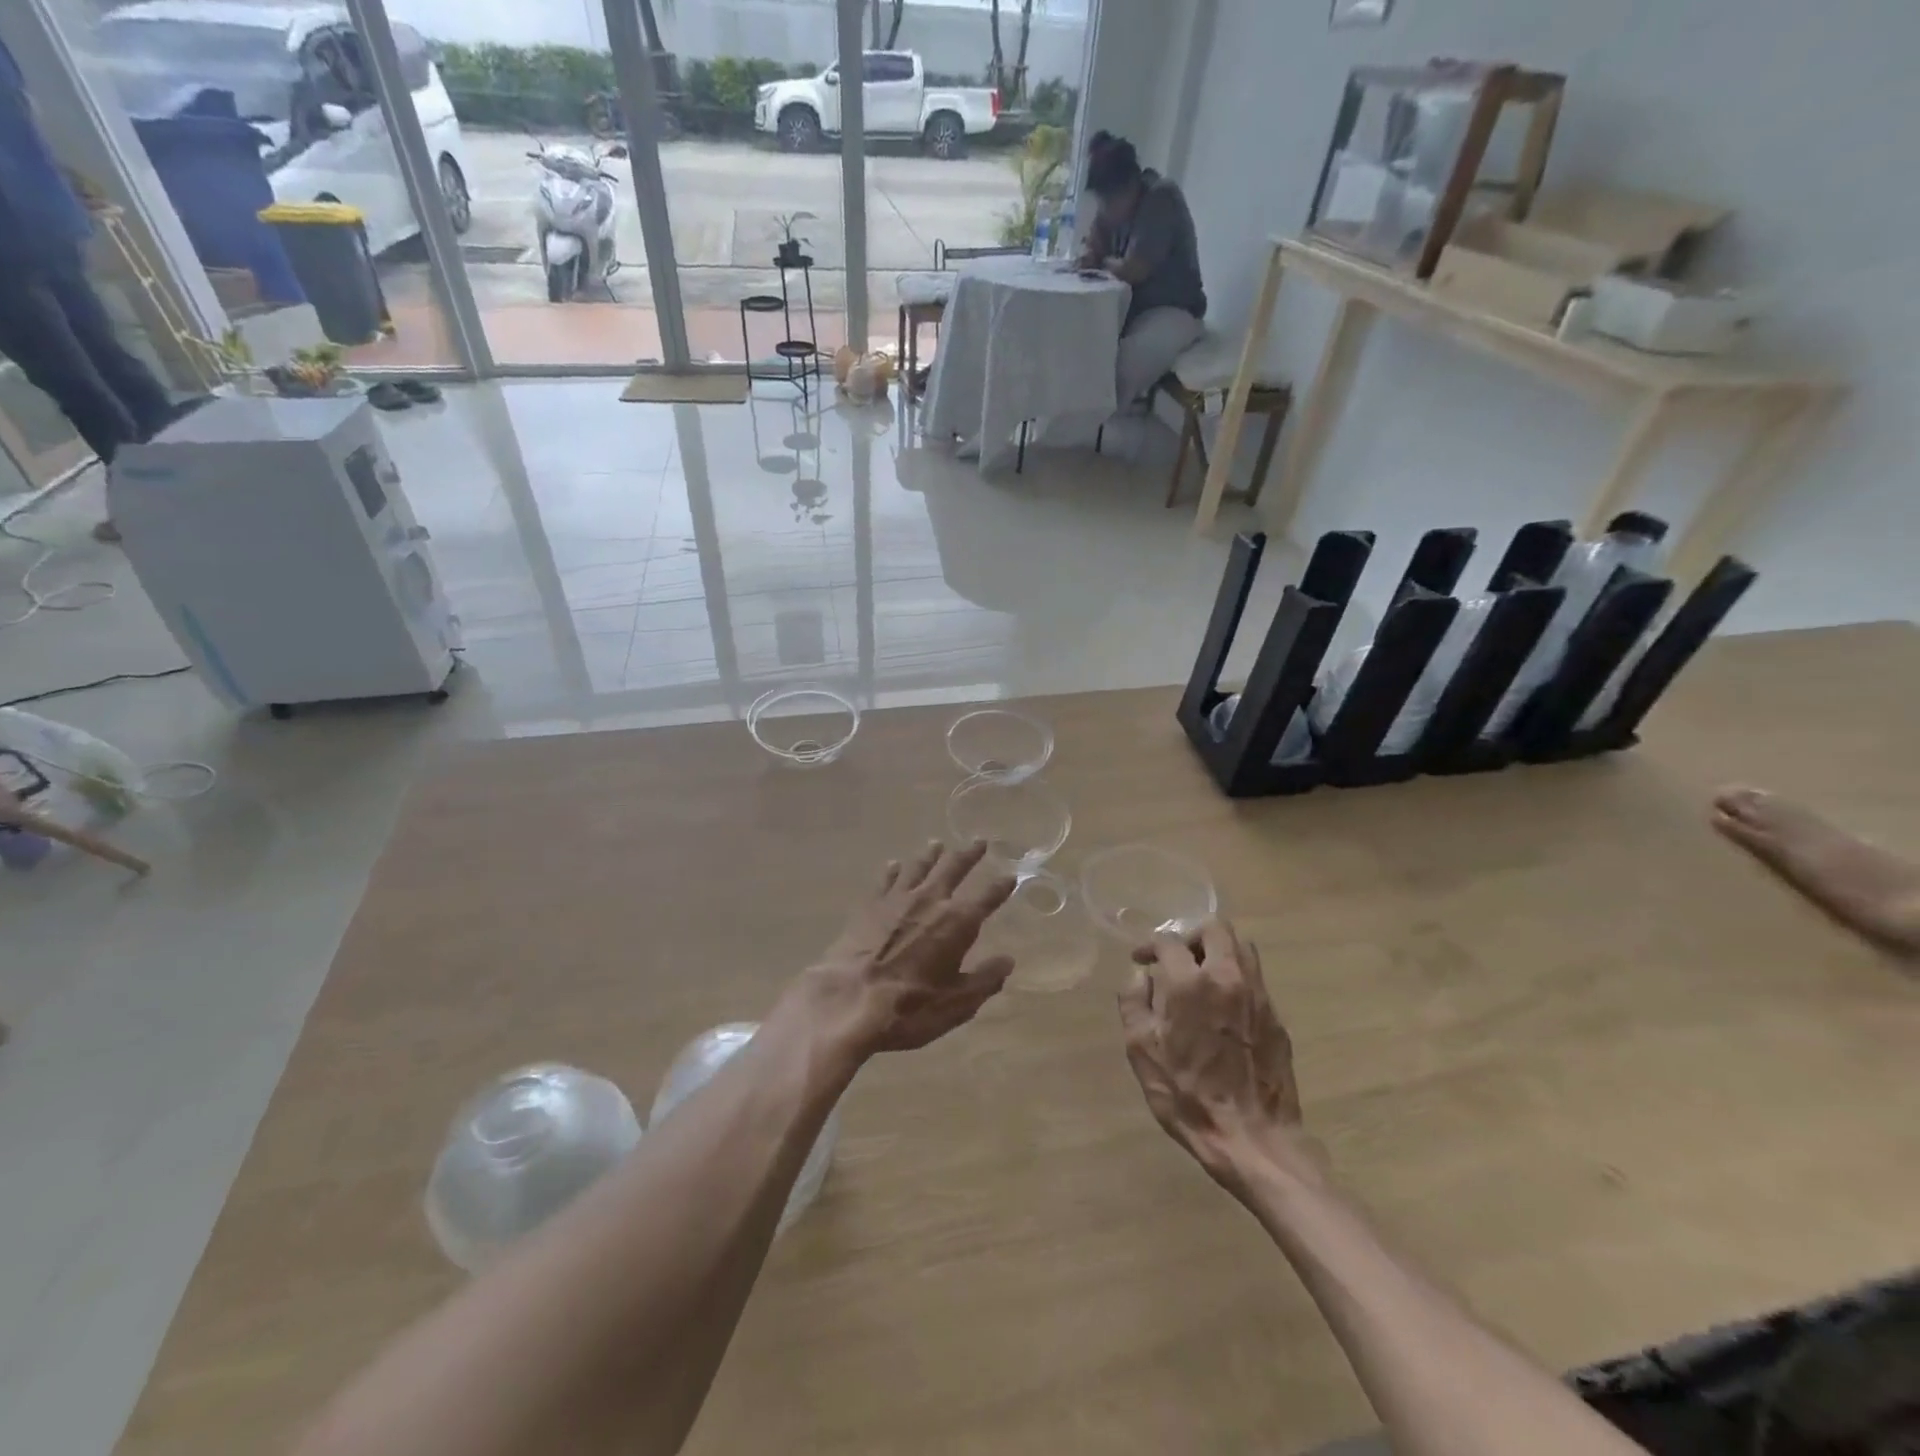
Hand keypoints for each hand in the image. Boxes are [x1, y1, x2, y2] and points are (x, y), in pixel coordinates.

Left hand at [796, 841, 1016, 1060]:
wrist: (847, 1000)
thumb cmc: (909, 1007)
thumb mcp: (957, 1003)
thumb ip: (985, 980)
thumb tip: (1007, 961)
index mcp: (958, 922)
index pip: (988, 896)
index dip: (1001, 886)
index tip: (1011, 875)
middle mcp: (930, 900)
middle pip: (953, 868)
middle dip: (969, 855)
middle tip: (979, 841)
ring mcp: (897, 899)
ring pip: (919, 867)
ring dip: (931, 854)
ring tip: (937, 844)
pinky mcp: (869, 906)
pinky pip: (885, 880)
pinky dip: (893, 870)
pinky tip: (894, 865)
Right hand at [1118, 919, 1315, 1191]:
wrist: (1252, 1139)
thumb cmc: (1187, 1095)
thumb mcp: (1142, 1051)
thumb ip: (1134, 1003)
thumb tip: (1140, 976)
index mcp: (1189, 983)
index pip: (1169, 941)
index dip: (1149, 946)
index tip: (1141, 960)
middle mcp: (1227, 977)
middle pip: (1215, 929)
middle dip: (1191, 936)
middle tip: (1177, 958)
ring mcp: (1257, 995)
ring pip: (1241, 948)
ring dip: (1218, 951)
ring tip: (1201, 975)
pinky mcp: (1276, 1016)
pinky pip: (1255, 978)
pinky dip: (1236, 977)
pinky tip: (1222, 1005)